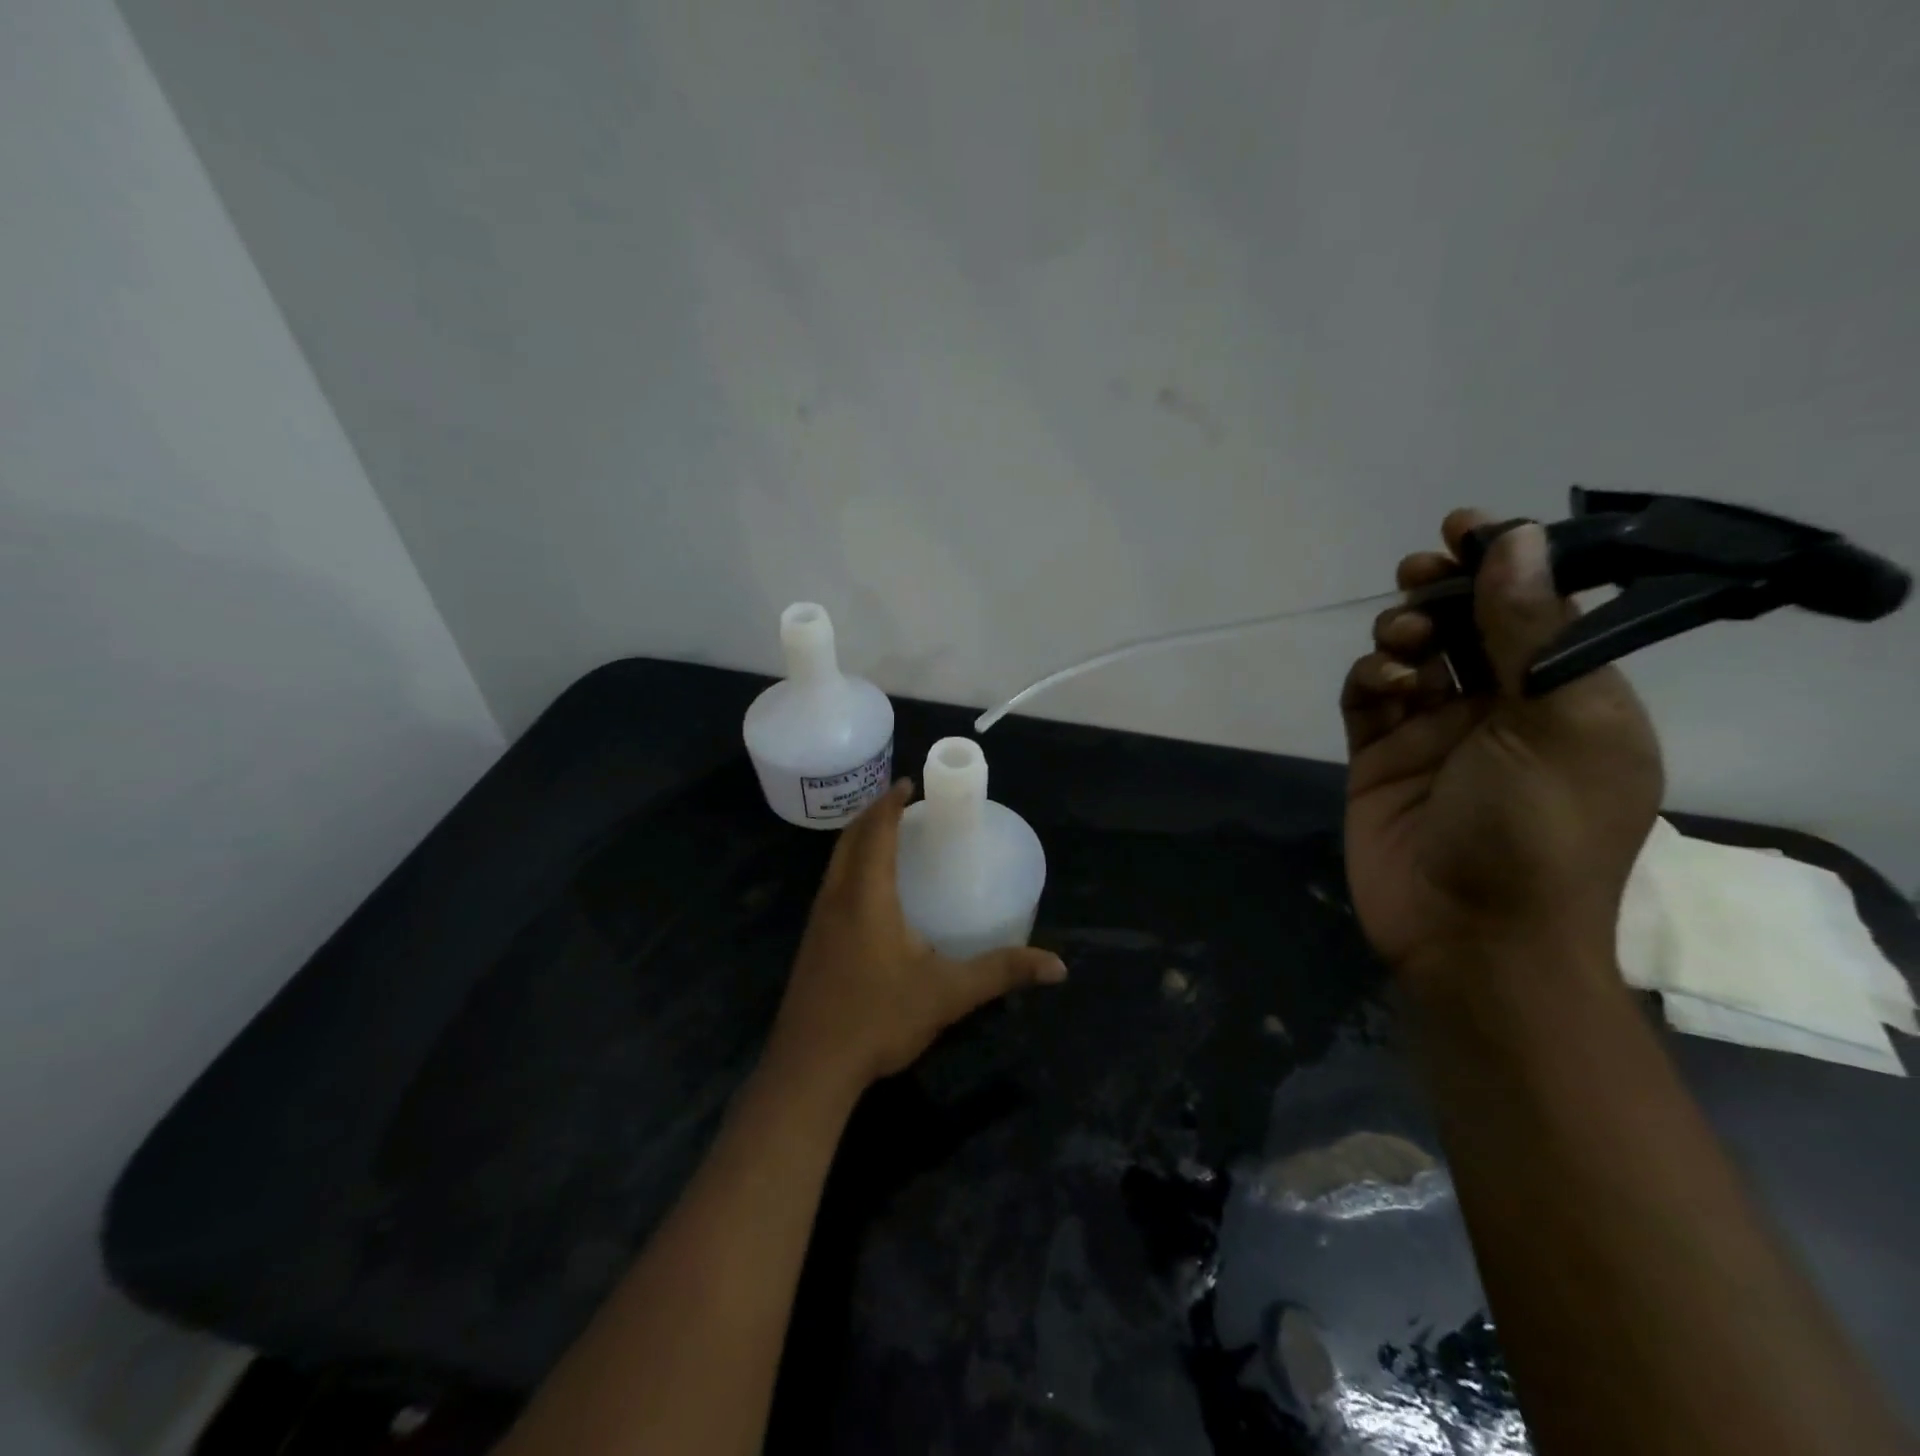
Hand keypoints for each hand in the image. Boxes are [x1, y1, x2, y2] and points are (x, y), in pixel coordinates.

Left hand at [768, 779, 1067, 1093]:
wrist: (810, 1068)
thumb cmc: (878, 1019)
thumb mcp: (947, 994)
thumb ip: (1001, 973)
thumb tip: (1057, 966)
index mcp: (866, 896)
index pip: (876, 832)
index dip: (891, 803)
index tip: (908, 782)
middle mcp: (837, 897)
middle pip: (850, 838)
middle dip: (874, 812)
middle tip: (902, 802)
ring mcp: (818, 920)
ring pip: (836, 861)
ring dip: (859, 838)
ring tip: (887, 834)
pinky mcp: (812, 942)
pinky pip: (832, 883)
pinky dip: (851, 864)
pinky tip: (869, 888)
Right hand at [1341, 511, 1663, 987]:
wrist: (1469, 936)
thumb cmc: (1538, 833)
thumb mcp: (1557, 724)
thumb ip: (1529, 631)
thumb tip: (1516, 541)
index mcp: (1569, 697)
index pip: (1540, 609)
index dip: (1507, 564)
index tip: (1467, 528)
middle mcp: (1502, 709)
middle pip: (1465, 626)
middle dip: (1443, 592)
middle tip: (1421, 574)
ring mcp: (1434, 735)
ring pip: (1411, 656)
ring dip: (1402, 633)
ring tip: (1400, 643)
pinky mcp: (1379, 758)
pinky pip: (1367, 699)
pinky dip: (1370, 680)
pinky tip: (1381, 687)